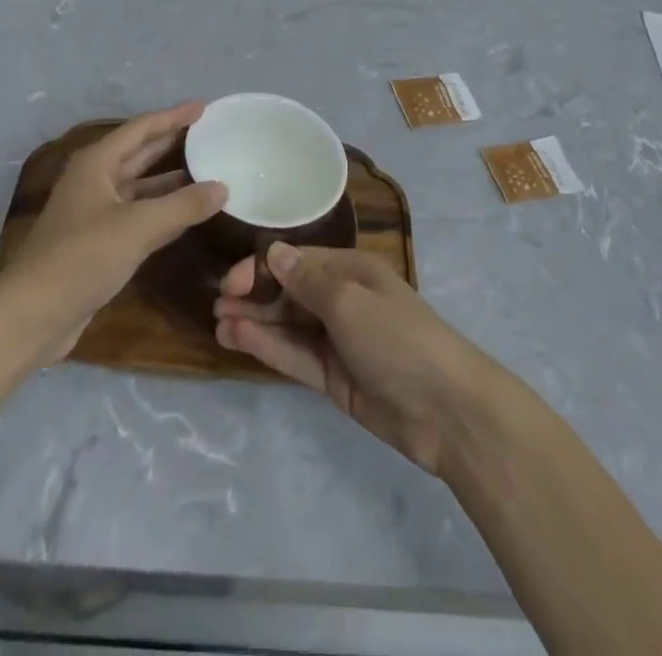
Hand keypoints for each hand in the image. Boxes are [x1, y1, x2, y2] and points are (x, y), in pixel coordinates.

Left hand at [6, 103, 225, 361]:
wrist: (33, 314)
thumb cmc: (83, 257)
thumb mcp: (139, 227)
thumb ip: (183, 205)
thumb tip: (222, 187)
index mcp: (97, 163)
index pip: (141, 129)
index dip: (172, 116)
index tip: (202, 107)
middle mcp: (95, 180)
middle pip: (138, 153)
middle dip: (170, 141)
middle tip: (206, 132)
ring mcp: (95, 212)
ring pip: (139, 186)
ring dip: (169, 179)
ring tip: (205, 170)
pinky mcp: (98, 242)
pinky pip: (138, 214)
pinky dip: (162, 210)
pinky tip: (186, 214)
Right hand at [214, 244, 495, 474]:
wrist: (445, 410)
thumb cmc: (397, 337)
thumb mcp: (349, 301)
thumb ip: (306, 280)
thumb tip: (273, 251)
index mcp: (351, 271)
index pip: (298, 261)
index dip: (263, 267)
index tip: (231, 281)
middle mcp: (342, 300)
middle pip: (290, 292)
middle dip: (254, 295)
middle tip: (216, 304)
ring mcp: (337, 341)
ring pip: (288, 325)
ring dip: (255, 322)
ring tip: (217, 324)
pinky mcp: (334, 377)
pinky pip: (295, 356)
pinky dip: (268, 347)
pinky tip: (238, 340)